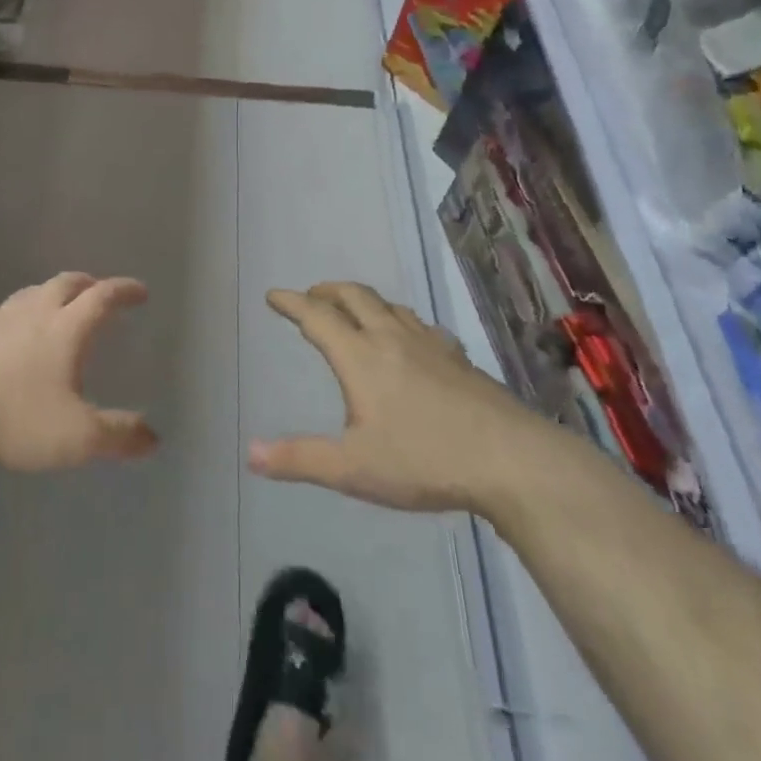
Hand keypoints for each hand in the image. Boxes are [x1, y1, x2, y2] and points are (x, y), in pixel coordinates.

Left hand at [0, 272, 157, 471]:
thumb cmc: (15, 419)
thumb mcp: (78, 437)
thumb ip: (119, 436)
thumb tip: (153, 437)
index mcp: (66, 328)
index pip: (103, 297)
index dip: (124, 290)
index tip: (140, 291)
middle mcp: (34, 312)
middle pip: (66, 283)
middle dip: (88, 284)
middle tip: (99, 290)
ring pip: (30, 293)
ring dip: (49, 293)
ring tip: (55, 304)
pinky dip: (6, 313)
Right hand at [250, 281, 563, 513]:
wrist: (511, 460)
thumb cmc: (424, 460)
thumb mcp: (353, 468)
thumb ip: (300, 459)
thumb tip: (250, 453)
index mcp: (361, 357)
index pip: (317, 317)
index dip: (292, 303)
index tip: (273, 295)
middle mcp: (392, 339)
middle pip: (354, 297)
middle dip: (327, 291)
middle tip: (310, 296)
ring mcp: (430, 345)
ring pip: (389, 306)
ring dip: (363, 300)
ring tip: (354, 310)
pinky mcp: (458, 358)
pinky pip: (420, 324)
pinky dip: (400, 320)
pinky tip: (411, 339)